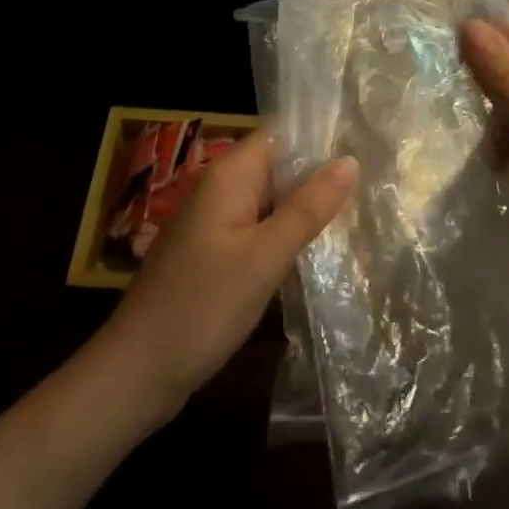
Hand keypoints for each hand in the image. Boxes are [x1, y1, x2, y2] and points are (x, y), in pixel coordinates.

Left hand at [102, 130, 355, 419]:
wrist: (136, 374)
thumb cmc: (202, 307)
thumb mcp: (264, 257)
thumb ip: (308, 208)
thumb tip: (350, 161)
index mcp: (229, 175)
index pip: (282, 135)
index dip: (322, 137)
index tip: (365, 144)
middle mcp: (221, 187)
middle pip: (278, 166)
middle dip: (320, 175)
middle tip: (372, 182)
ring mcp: (215, 221)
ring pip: (271, 199)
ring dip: (305, 206)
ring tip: (358, 211)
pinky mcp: (214, 252)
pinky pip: (258, 227)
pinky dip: (285, 233)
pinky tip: (317, 248)